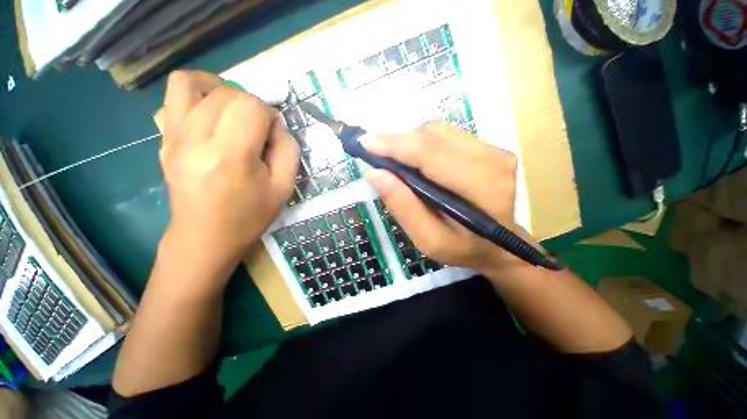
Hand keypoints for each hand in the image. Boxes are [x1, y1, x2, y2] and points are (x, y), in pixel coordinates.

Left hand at [160, 71, 298, 266]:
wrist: (206, 236)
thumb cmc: (250, 215)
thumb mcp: (284, 187)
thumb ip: (288, 149)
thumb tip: (275, 123)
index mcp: (230, 157)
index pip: (250, 106)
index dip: (269, 114)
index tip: (273, 134)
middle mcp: (194, 140)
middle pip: (225, 93)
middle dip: (250, 104)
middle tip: (258, 129)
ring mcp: (172, 137)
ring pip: (192, 83)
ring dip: (220, 89)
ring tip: (233, 110)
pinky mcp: (163, 138)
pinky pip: (173, 97)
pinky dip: (195, 94)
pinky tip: (209, 115)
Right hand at [364, 123, 537, 277]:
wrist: (498, 246)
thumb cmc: (463, 248)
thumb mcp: (428, 239)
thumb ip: (403, 206)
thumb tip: (375, 173)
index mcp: (482, 188)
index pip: (430, 154)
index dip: (395, 145)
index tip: (365, 143)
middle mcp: (493, 160)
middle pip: (433, 136)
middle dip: (397, 141)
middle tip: (373, 151)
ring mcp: (494, 150)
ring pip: (438, 131)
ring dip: (408, 141)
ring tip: (391, 158)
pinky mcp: (489, 147)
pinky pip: (446, 134)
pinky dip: (422, 142)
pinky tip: (413, 158)